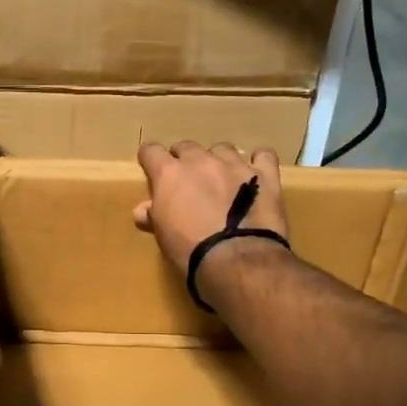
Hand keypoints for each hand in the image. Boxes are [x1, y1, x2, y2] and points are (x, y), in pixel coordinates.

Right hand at [133, 141, 288, 278]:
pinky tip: (255, 174)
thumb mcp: (163, 236)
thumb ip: (154, 215)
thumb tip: (142, 210)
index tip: (152, 168)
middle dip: (184, 160)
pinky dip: (258, 162)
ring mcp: (234, 164)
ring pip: (222, 149)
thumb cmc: (189, 251)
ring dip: (218, 160)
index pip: (151, 151)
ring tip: (222, 179)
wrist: (235, 259)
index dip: (150, 159)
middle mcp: (200, 160)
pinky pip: (263, 155)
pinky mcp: (264, 175)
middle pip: (187, 146)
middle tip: (188, 181)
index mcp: (169, 174)